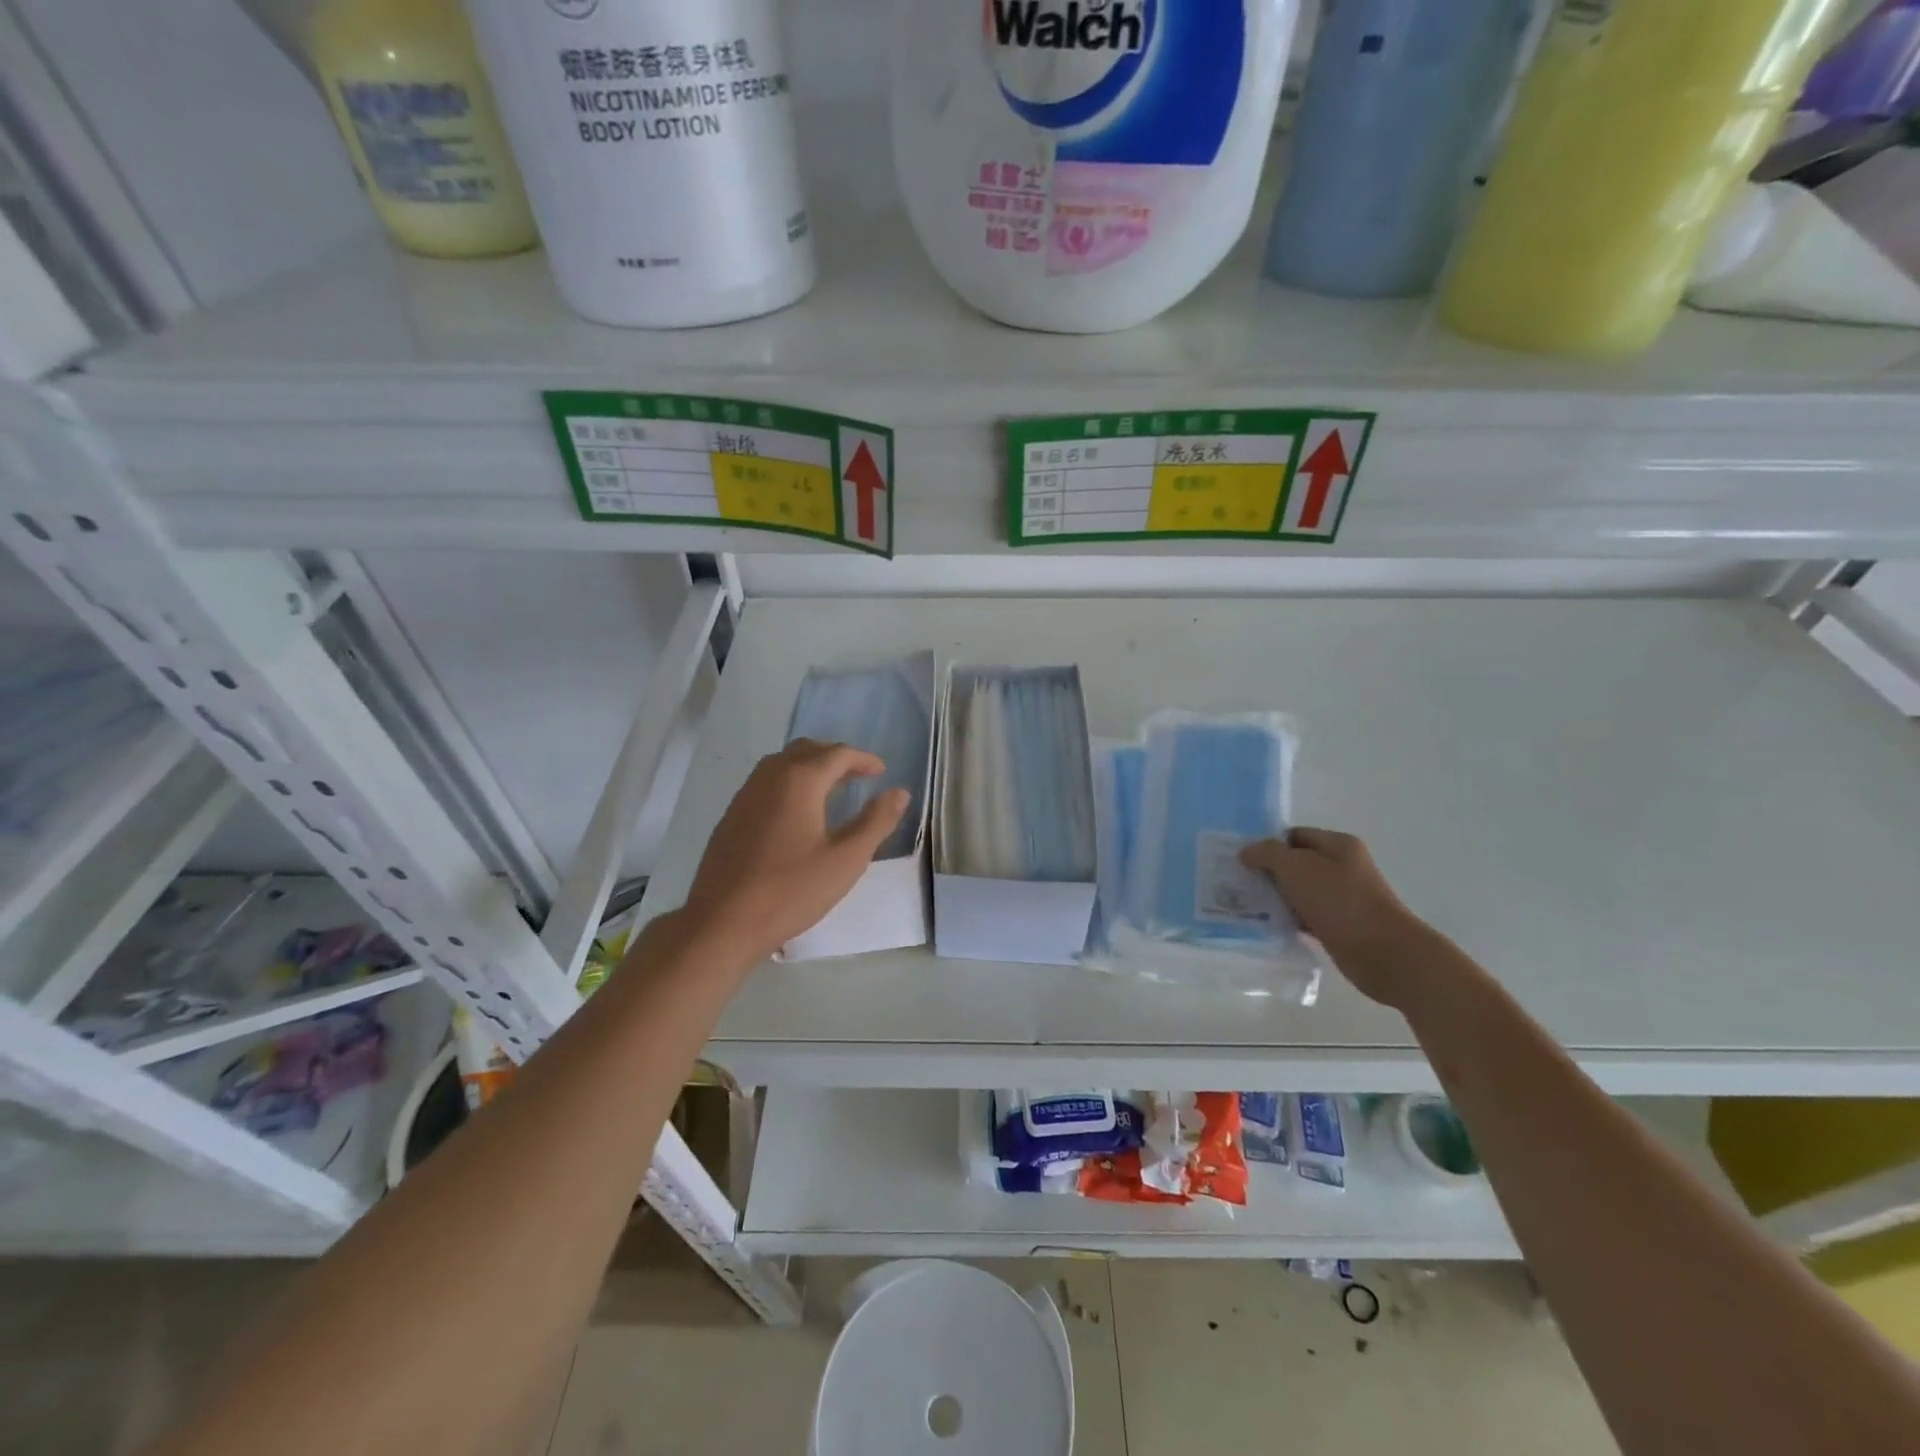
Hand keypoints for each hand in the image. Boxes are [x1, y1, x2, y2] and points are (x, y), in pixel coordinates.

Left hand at [679, 739, 909, 965]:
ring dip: (811, 767)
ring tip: (831, 790)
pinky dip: (789, 782)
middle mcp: (770, 776)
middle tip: (859, 777)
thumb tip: (900, 793)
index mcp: (800, 780)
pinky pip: (766, 782)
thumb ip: (876, 821)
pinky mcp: (732, 815)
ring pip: (783, 763)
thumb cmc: (791, 890)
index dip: (864, 760)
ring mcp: (746, 794)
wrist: (723, 921)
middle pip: (808, 750)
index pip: (838, 754)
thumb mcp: (846, 859)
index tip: (882, 773)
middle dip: (837, 757)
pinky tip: (797, 812)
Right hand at [1240, 828, 1433, 1008]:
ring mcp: (1343, 898)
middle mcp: (1342, 867)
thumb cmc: (1340, 902)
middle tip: (1239, 883)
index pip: (1294, 835)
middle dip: (1268, 872)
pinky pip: (1306, 916)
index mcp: (1338, 845)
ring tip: (1246, 905)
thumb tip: (1247, 851)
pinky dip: (1288, 919)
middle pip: (1295, 863)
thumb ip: (1268, 853)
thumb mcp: (1297, 867)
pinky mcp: (1340, 926)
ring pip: (1299, 891)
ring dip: (1276, 897)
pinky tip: (1267, 925)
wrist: (1384, 954)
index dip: (1267, 844)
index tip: (1242, 860)